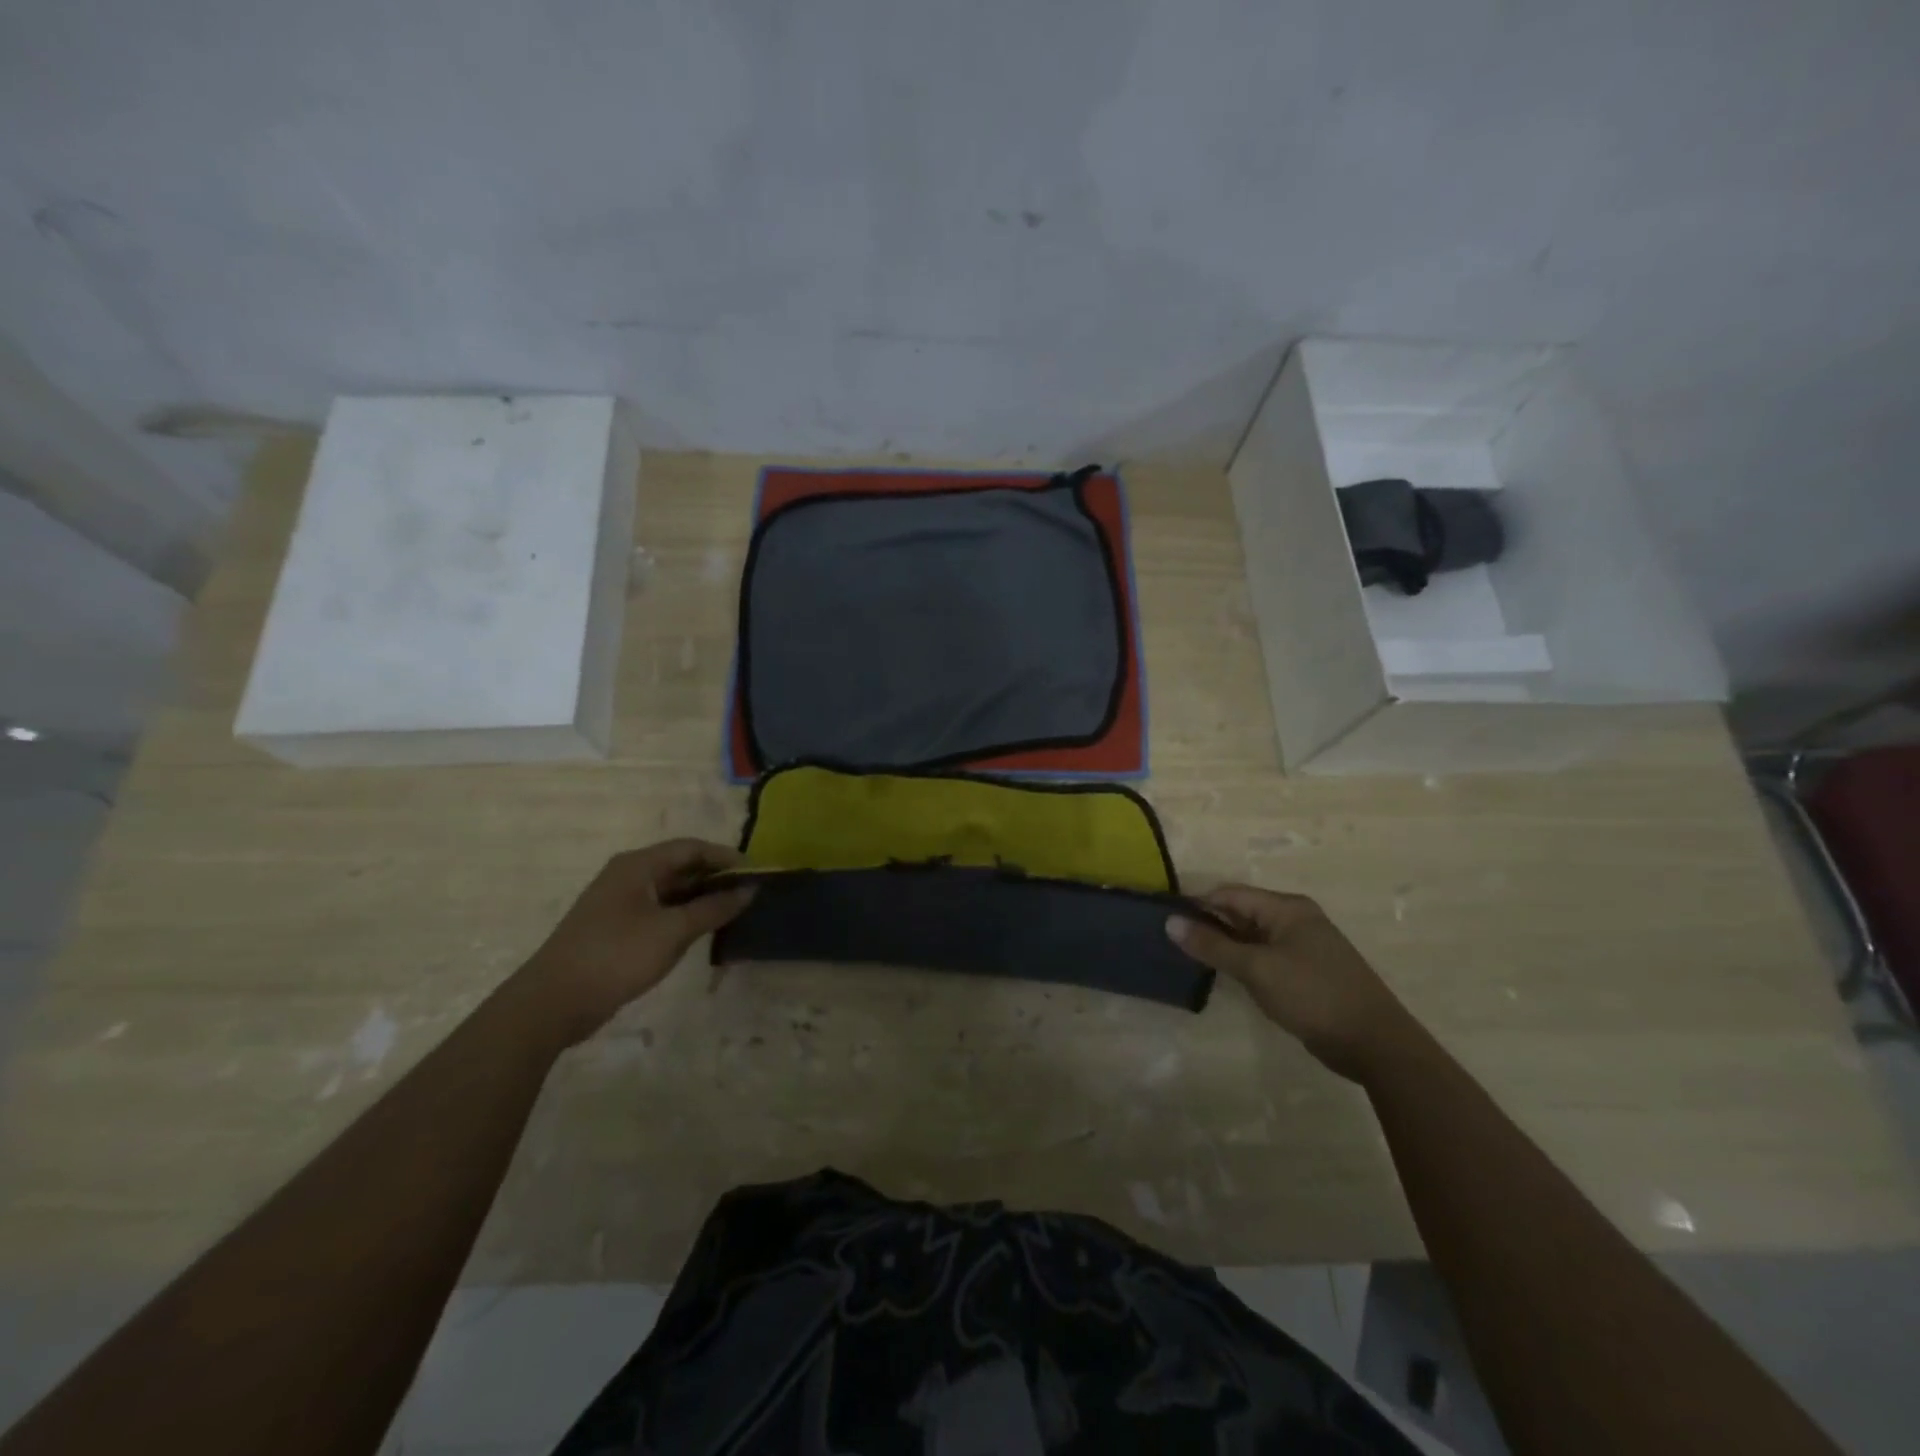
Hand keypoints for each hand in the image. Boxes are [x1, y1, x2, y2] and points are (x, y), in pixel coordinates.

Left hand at [515, 840, 754, 1045]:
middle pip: (680, 866)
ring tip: (733, 912)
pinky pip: (659, 911)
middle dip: (715, 877)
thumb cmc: (617, 956)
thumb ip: (713, 908)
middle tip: (749, 894)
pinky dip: (683, 915)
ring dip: (700, 898)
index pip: (691, 847)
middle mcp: (627, 876)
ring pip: (670, 890)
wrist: (553, 1002)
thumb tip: (750, 890)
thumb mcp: (673, 931)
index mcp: (638, 865)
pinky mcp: (615, 928)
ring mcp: (619, 903)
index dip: (725, 856)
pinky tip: (702, 931)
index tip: (756, 872)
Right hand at [1168, 885, 1417, 1080]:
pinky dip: (1243, 962)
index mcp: (1286, 908)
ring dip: (1224, 945)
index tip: (1164, 919)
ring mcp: (1303, 946)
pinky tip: (1223, 975)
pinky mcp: (1306, 972)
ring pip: (1251, 936)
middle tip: (1171, 941)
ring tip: (1188, 957)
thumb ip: (1212, 945)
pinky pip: (1265, 956)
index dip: (1196, 904)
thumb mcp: (1256, 968)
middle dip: (1208, 924)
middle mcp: (1295, 919)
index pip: (1229, 894)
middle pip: (1240, 912)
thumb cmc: (1312, 995)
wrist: (1375, 1043)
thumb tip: (1170, 922)